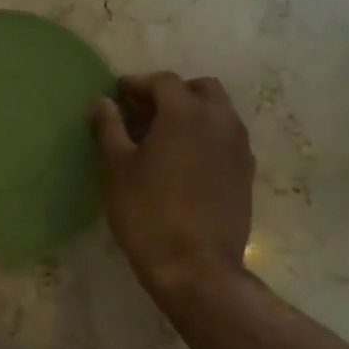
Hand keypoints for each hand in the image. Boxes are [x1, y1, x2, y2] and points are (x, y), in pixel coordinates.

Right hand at [92, 72, 254, 300]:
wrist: (195, 267)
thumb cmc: (148, 213)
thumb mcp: (118, 168)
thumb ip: (110, 128)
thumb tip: (102, 103)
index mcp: (186, 113)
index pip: (163, 82)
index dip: (138, 84)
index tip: (118, 95)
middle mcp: (220, 121)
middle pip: (200, 89)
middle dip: (172, 93)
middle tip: (143, 113)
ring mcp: (239, 148)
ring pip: (218, 113)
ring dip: (192, 113)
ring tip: (162, 137)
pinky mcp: (246, 173)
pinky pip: (226, 139)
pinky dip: (206, 136)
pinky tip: (184, 161)